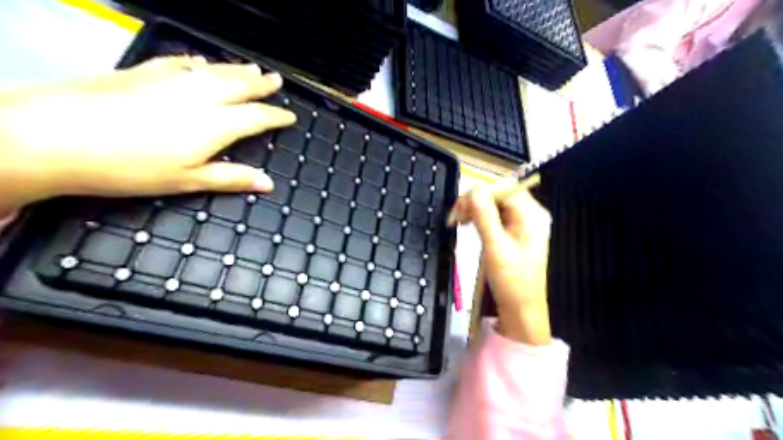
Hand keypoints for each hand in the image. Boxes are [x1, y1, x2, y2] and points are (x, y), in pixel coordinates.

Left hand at [0, 55, 296, 216]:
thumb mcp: (187, 180)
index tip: (290, 116)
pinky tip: (202, 61)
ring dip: (237, 69)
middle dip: (262, 84)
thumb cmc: (131, 167)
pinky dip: (198, 62)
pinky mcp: (144, 71)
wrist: (56, 135)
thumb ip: (231, 178)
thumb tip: (268, 183)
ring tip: (253, 67)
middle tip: (277, 80)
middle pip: (240, 85)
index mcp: (215, 125)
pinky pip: (181, 62)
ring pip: (215, 70)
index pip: (257, 117)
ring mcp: (172, 80)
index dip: (277, 116)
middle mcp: (200, 96)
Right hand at [450, 181, 552, 345]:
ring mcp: (521, 222)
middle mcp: (529, 214)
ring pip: (493, 203)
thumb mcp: (496, 247)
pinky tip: (469, 224)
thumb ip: (484, 216)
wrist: (521, 308)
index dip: (480, 193)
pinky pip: (494, 215)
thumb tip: (472, 190)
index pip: (504, 188)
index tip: (460, 208)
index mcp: (531, 214)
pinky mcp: (513, 231)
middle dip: (475, 201)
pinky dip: (479, 217)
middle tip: (456, 217)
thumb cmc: (512, 280)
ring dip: (474, 209)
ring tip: (459, 221)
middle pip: (498, 194)